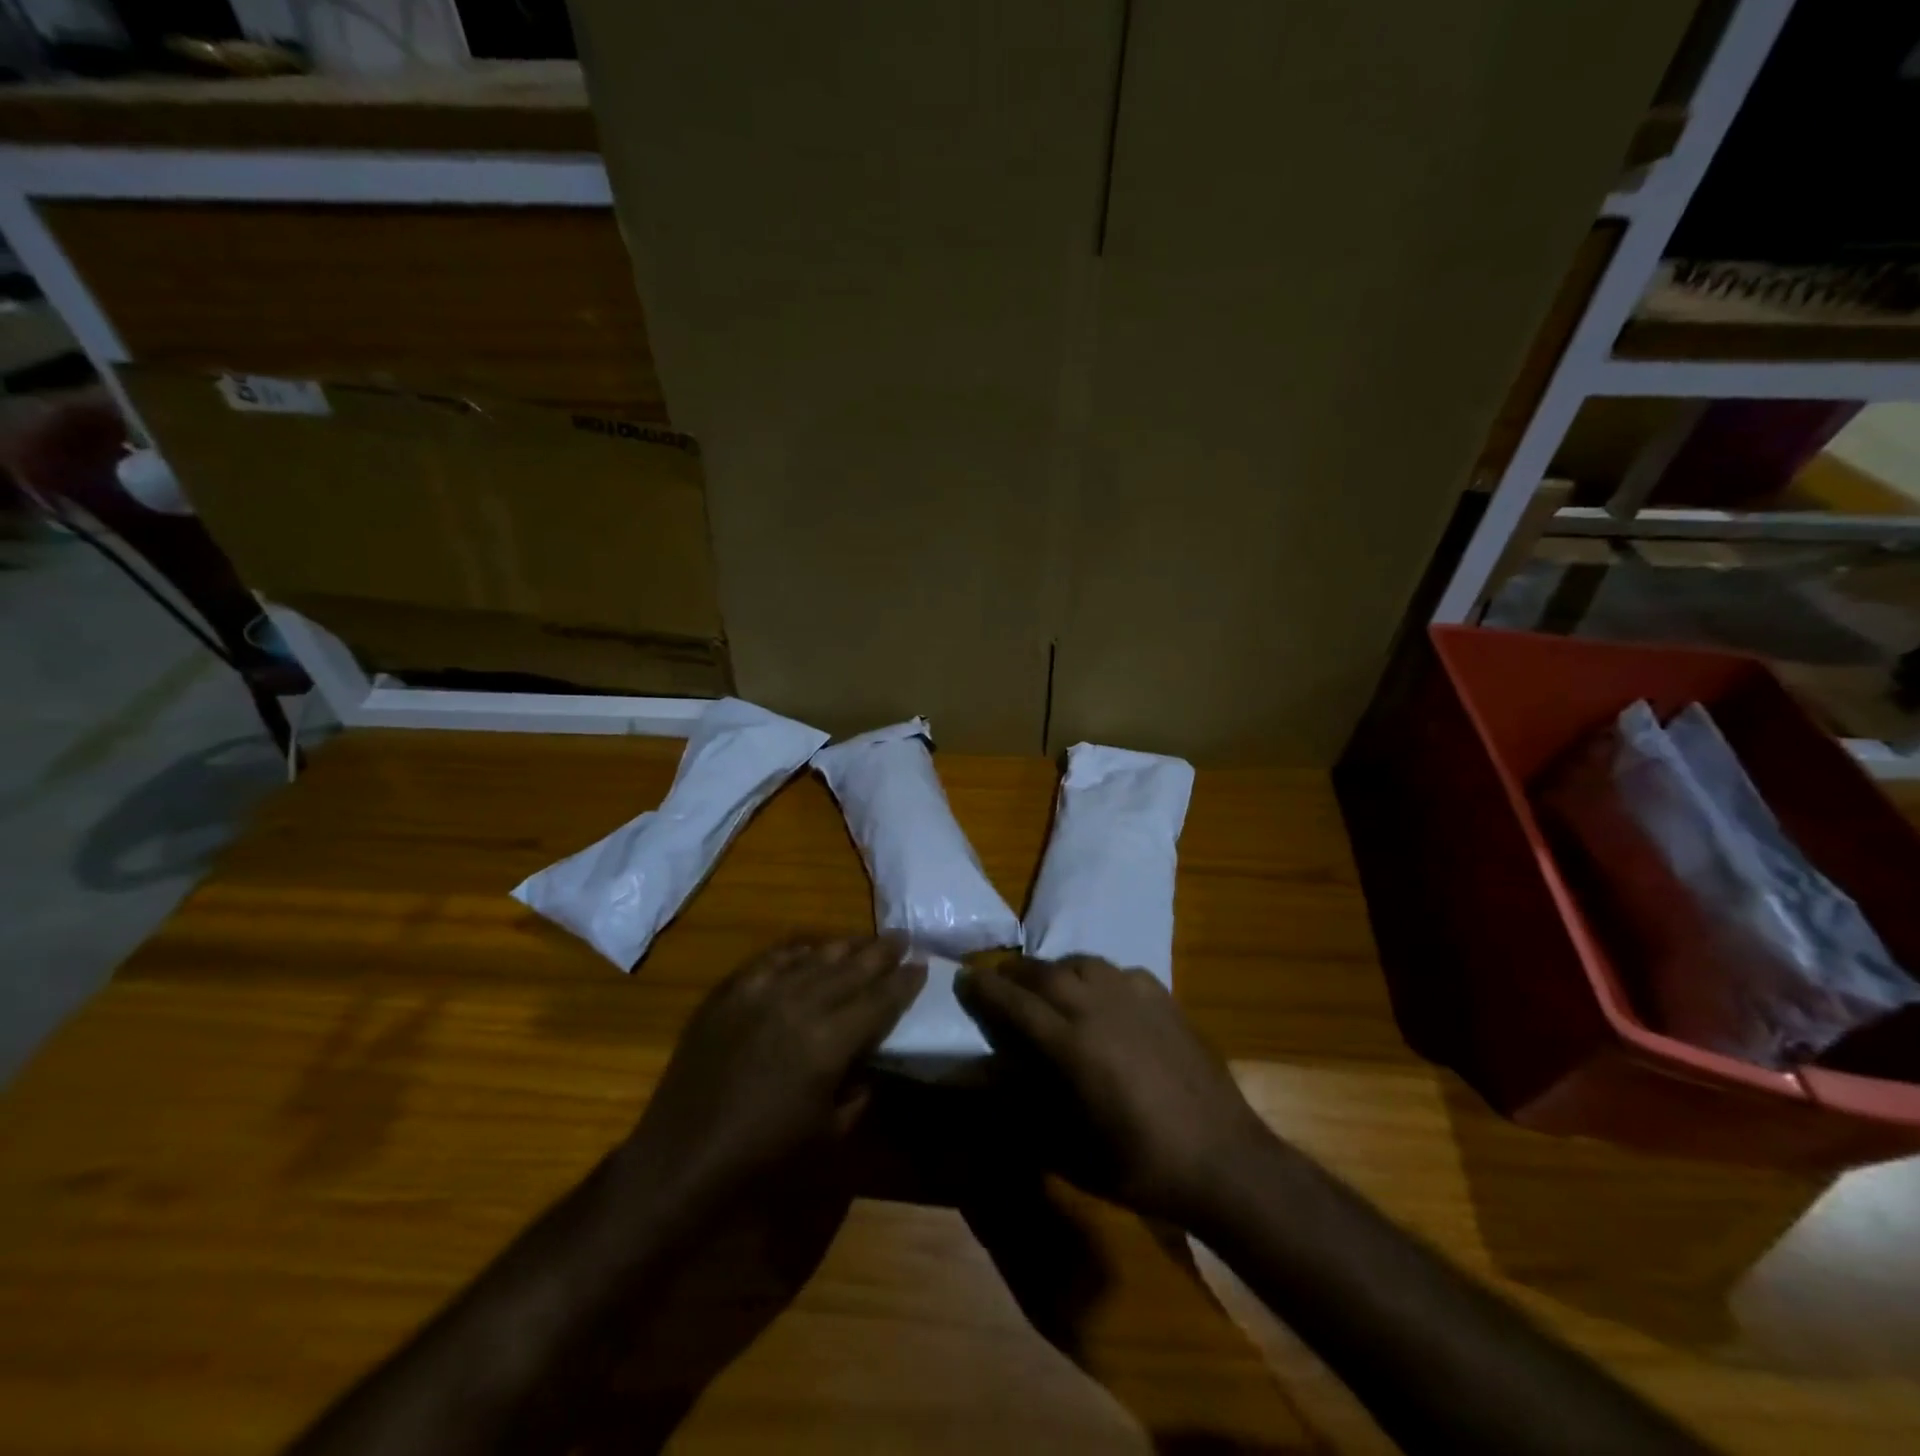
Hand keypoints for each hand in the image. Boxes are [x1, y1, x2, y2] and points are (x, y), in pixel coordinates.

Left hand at [623, 937, 924, 1207]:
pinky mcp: (730, 991)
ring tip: (865, 939)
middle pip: (852, 967)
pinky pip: (772, 958)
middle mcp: (800, 1004)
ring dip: (845, 946)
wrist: (683, 1157)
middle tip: (903, 937)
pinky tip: (809, 948)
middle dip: (882, 952)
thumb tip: (869, 1062)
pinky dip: (797, 950)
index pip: (880, 999)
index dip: (904, 982)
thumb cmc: (763, 1158)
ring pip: (815, 956)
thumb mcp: (830, 1135)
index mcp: (830, 1042)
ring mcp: (761, 992)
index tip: (922, 965)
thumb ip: (860, 1091)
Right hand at [956, 954, 1274, 1223]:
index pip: (1014, 1003)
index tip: (964, 978)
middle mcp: (1098, 1007)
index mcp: (1071, 1045)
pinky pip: (1117, 971)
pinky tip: (1100, 996)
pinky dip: (1096, 976)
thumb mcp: (1069, 1150)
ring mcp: (1134, 996)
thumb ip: (1027, 1108)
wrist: (1222, 1157)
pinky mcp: (1163, 996)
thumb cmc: (1138, 1164)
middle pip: (1043, 973)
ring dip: (1054, 969)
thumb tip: (997, 1078)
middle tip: (998, 980)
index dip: (984, 989)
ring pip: (1081, 962)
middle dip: (1014, 972)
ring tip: (1046, 984)